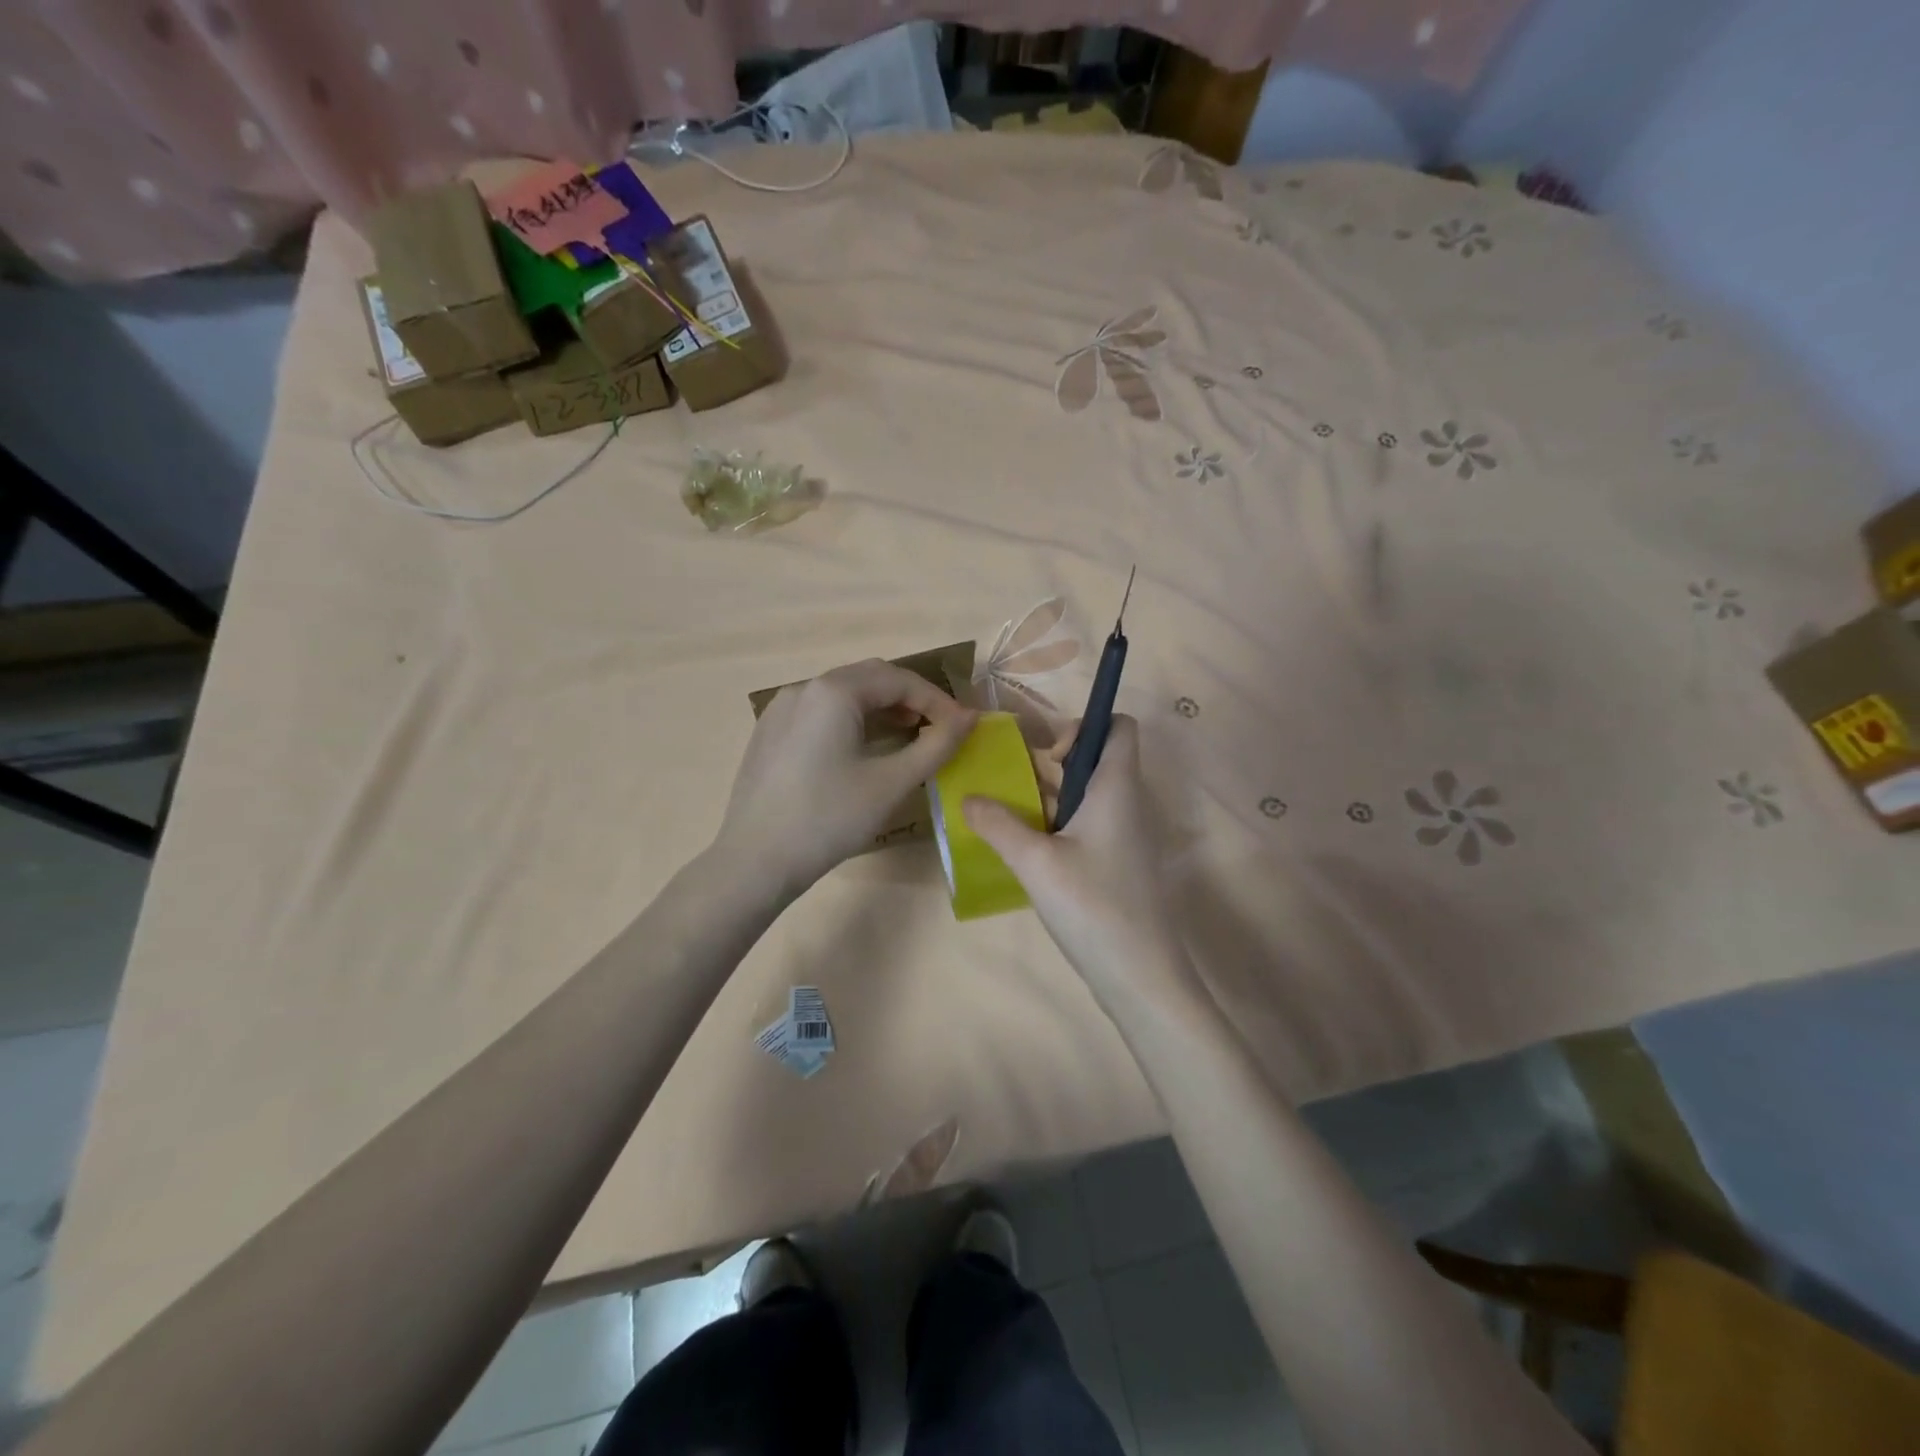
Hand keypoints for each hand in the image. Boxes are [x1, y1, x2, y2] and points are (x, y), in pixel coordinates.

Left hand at [716, 659, 976, 897]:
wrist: (755, 861)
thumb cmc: (829, 819)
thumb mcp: (892, 783)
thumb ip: (936, 745)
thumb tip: (970, 717)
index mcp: (833, 691)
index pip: (899, 680)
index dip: (937, 700)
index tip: (963, 726)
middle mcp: (804, 687)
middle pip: (870, 678)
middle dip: (910, 697)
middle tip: (939, 728)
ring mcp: (780, 708)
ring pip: (843, 693)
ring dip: (881, 707)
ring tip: (909, 734)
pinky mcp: (770, 732)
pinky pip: (820, 711)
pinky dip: (852, 719)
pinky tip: (863, 747)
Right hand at [963, 717, 1192, 1007]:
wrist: (1140, 976)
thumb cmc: (1092, 906)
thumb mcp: (1035, 862)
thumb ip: (999, 825)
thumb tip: (968, 798)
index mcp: (1116, 787)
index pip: (1119, 727)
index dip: (1085, 726)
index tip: (1048, 754)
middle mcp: (1125, 803)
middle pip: (1095, 759)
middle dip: (1052, 761)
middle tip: (1011, 781)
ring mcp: (1123, 836)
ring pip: (1086, 794)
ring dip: (1049, 795)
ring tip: (1006, 810)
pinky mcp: (1116, 864)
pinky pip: (1086, 825)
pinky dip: (1057, 824)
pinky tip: (1025, 847)